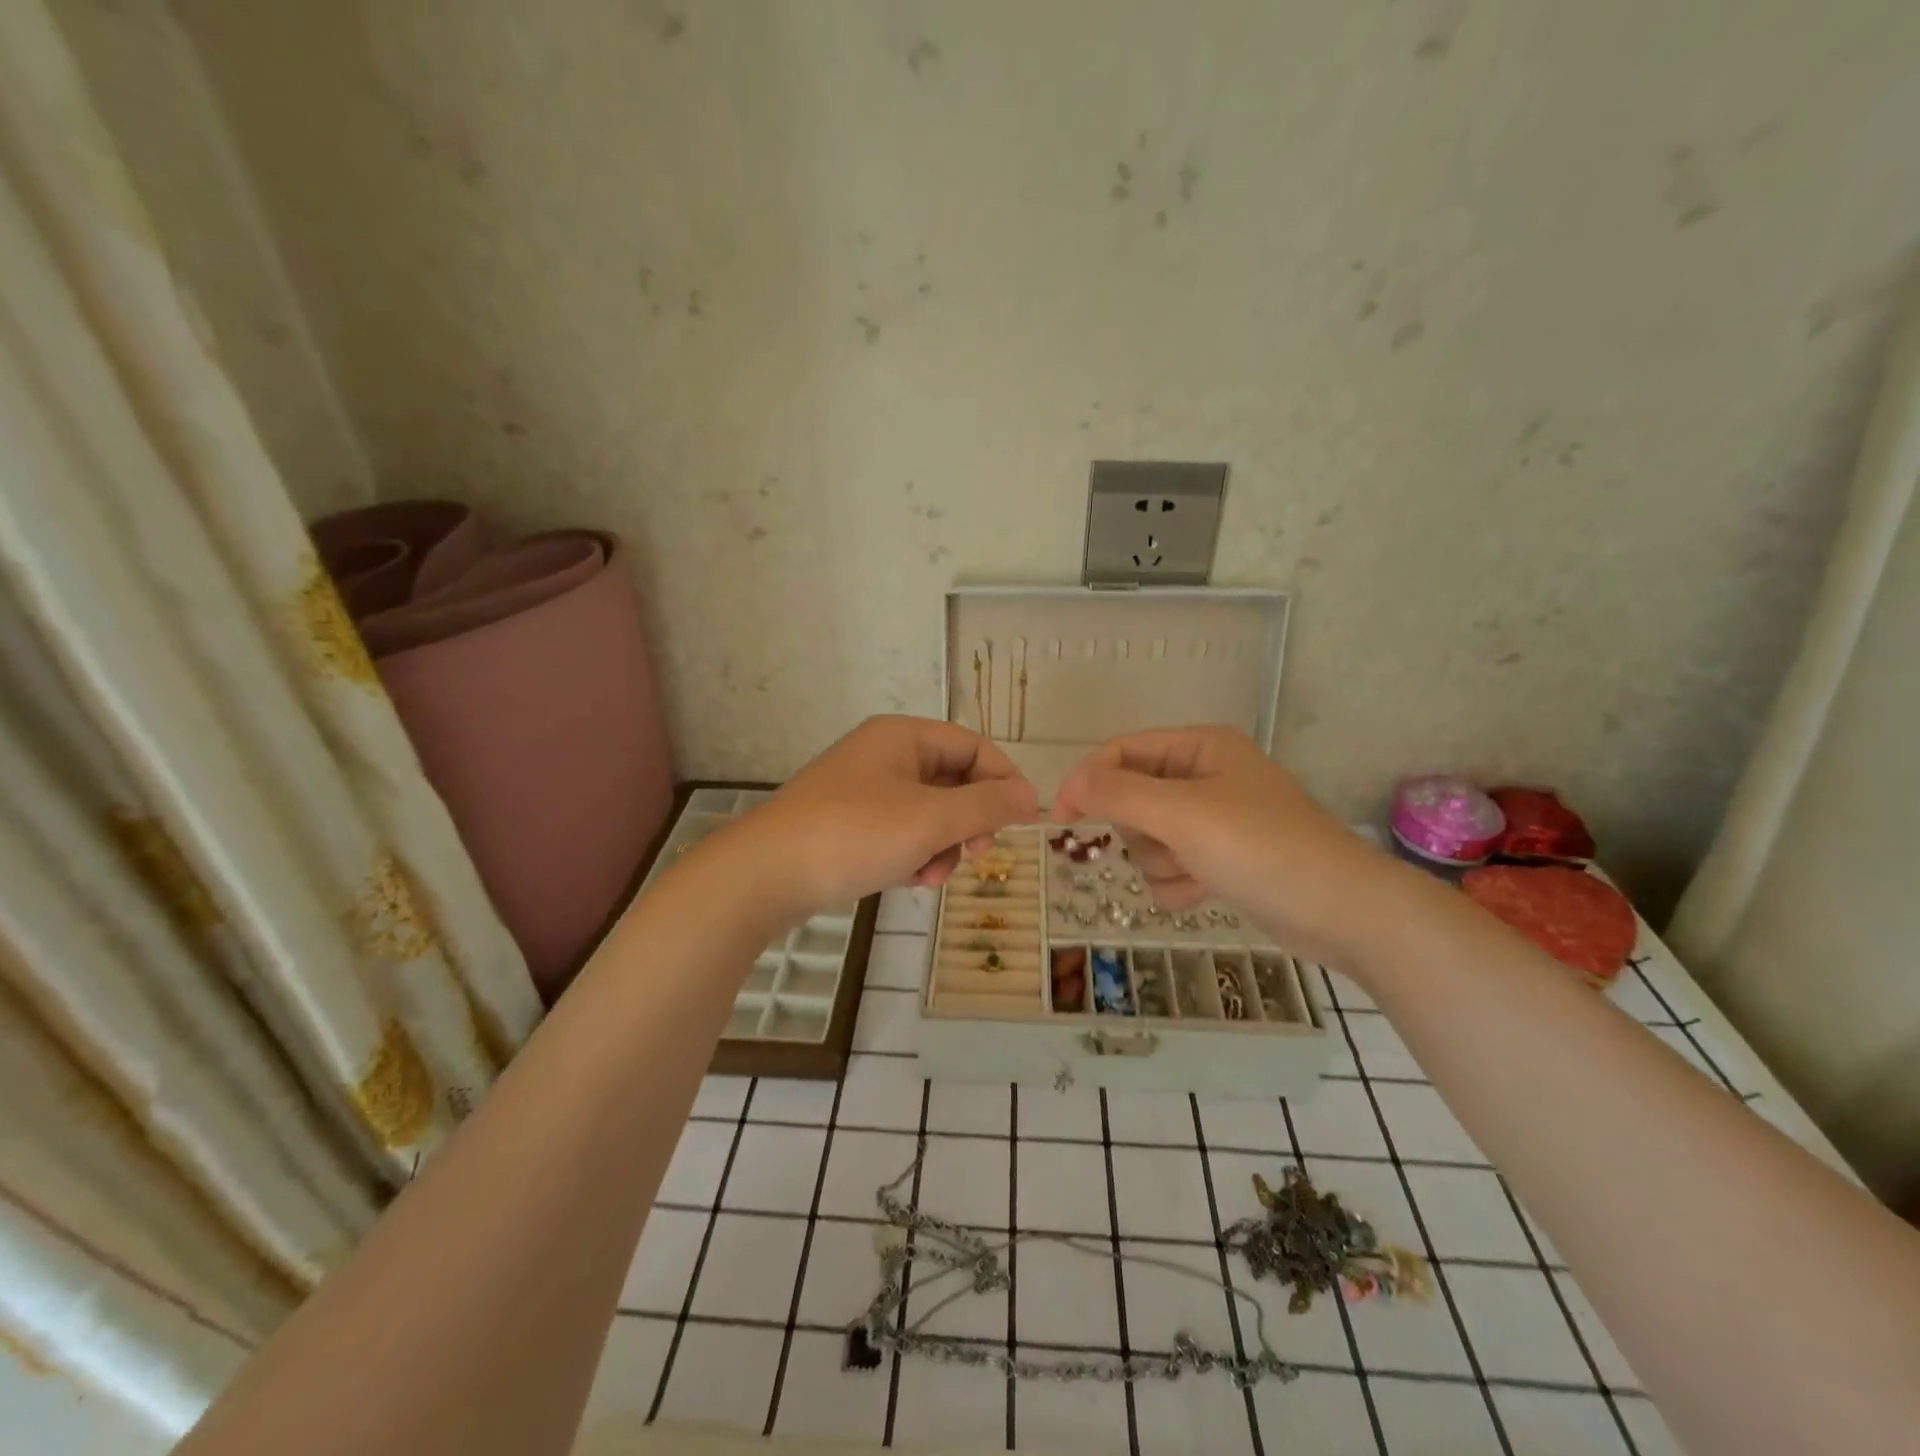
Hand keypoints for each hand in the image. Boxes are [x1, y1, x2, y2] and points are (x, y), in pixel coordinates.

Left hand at [730, 715, 1038, 915]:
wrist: (764, 875)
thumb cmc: (854, 835)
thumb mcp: (930, 820)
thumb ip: (986, 806)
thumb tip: (1032, 797)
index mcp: (902, 737)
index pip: (973, 746)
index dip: (1004, 780)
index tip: (1026, 821)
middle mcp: (883, 755)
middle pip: (952, 781)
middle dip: (969, 822)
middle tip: (976, 854)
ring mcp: (862, 790)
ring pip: (928, 812)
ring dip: (941, 845)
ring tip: (929, 877)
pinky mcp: (848, 822)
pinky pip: (900, 831)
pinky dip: (913, 854)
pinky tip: (907, 880)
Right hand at [1053, 726, 1394, 962]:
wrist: (1342, 911)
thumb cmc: (1260, 848)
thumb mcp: (1181, 813)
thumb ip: (1118, 793)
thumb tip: (1069, 782)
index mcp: (1199, 748)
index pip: (1120, 751)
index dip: (1087, 780)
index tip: (1059, 819)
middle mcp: (1204, 776)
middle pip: (1131, 799)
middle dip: (1141, 831)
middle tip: (1168, 845)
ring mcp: (1213, 819)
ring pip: (1147, 839)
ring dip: (1161, 863)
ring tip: (1197, 872)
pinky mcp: (1221, 858)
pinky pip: (1169, 867)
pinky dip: (1178, 883)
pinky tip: (1207, 890)